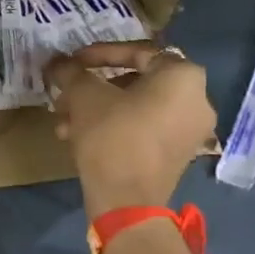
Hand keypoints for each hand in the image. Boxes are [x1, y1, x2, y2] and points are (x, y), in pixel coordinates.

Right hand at [46, 43, 215, 217]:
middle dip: (94, 87)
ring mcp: (190, 130)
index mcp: (183, 76)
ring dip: (97, 109)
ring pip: (136, 107)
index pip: (138, 52)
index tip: (72, 62)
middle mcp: (197, 99)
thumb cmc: (112, 137)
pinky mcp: (178, 154)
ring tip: (64, 121)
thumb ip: (71, 72)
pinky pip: (144, 128)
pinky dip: (114, 127)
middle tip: (66, 93)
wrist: (127, 202)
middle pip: (136, 81)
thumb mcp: (84, 97)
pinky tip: (78, 137)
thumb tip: (57, 62)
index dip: (99, 54)